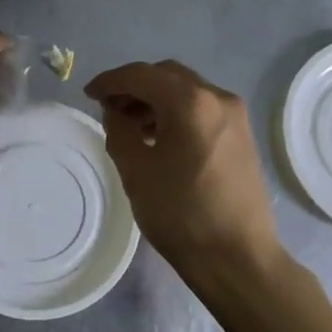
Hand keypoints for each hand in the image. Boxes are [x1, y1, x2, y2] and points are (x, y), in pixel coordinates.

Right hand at [85, 60, 281, 280]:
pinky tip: (159, 137)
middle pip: (167, 76)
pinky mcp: (242, 135)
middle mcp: (218, 98)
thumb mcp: (136, 171)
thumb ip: (119, 130)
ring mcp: (235, 116)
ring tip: (131, 125)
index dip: (110, 81)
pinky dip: (176, 112)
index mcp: (190, 102)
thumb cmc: (180, 213)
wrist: (237, 256)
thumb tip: (116, 111)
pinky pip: (202, 109)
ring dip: (156, 99)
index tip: (89, 94)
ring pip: (186, 91)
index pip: (141, 75)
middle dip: (135, 86)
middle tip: (109, 108)